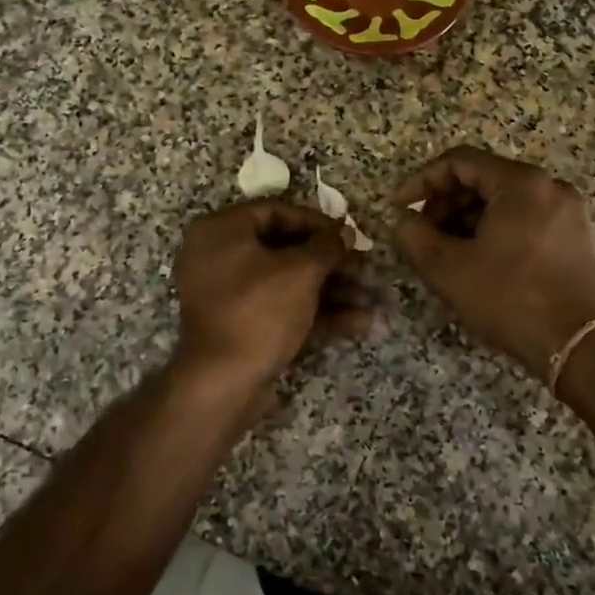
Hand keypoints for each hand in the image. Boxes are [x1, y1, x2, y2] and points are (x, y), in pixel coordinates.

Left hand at [170, 201, 378, 400]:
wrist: (223, 383)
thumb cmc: (259, 311)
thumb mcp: (300, 272)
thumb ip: (327, 246)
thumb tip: (345, 231)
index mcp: (222, 231)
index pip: (276, 211)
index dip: (317, 222)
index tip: (348, 234)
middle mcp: (221, 257)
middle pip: (286, 250)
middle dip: (333, 263)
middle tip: (367, 270)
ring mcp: (231, 295)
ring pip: (289, 283)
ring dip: (333, 291)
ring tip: (374, 301)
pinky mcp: (243, 326)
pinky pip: (283, 308)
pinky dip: (318, 314)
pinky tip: (361, 323)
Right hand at [392, 147, 594, 376]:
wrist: (579, 346)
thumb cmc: (510, 299)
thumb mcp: (448, 269)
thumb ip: (414, 235)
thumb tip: (404, 219)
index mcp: (521, 183)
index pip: (459, 162)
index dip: (421, 181)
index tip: (400, 208)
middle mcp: (549, 186)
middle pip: (483, 178)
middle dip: (445, 202)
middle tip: (421, 233)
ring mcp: (566, 211)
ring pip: (503, 200)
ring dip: (466, 218)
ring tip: (445, 251)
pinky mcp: (574, 236)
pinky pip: (524, 218)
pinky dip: (494, 229)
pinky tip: (477, 259)